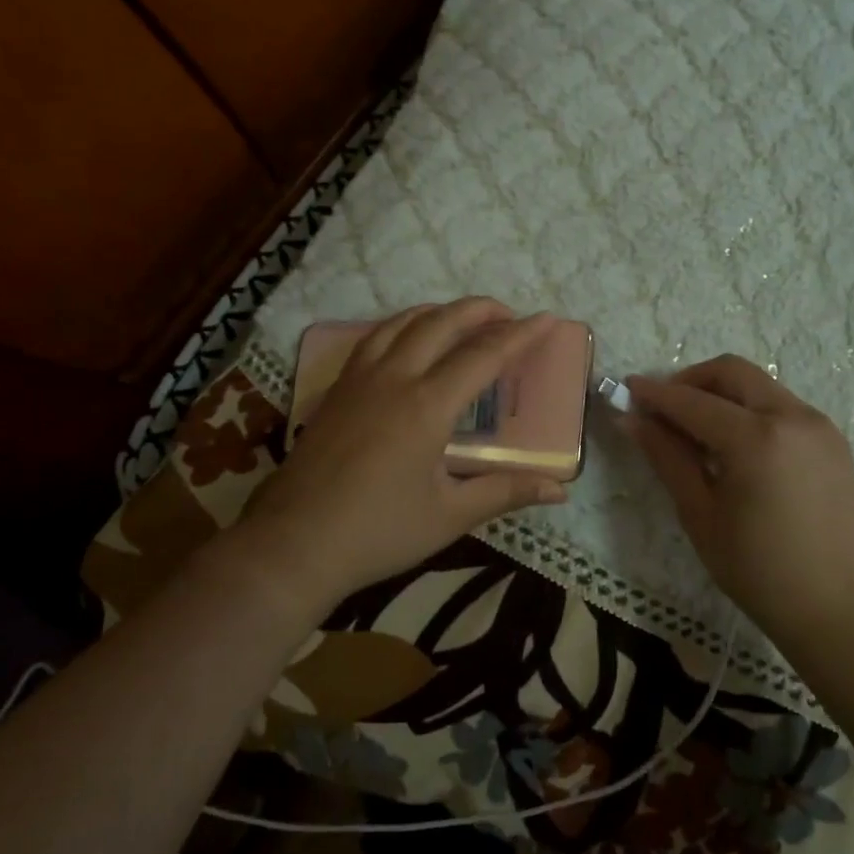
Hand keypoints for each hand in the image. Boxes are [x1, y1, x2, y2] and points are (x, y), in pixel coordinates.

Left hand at [236, 299, 567, 616]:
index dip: (520, 335)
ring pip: (403, 322)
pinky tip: (407, 341)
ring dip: (440, 312)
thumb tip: (559, 490)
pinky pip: (375, 338)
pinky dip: (403, 326)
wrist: (294, 543)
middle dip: (481, 310)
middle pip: (442, 323)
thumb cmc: (378, 532)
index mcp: (427, 405)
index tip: (547, 319)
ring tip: (463, 320)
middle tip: (509, 315)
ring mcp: (359, 379)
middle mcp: (394, 378)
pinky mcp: (337, 390)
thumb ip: (504, 492)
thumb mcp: (449, 515)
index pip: (484, 355)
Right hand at [622, 355, 853, 644]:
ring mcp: (818, 425)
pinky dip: (750, 410)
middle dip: (691, 381)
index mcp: (756, 438)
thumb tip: (630, 419)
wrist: (840, 609)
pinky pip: (782, 406)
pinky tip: (735, 447)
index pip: (692, 401)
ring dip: (722, 394)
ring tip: (696, 432)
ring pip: (759, 385)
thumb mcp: (700, 515)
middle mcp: (792, 417)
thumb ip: (667, 458)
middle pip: (731, 372)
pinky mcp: (833, 440)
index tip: (626, 389)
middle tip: (663, 409)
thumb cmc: (758, 571)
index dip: (655, 394)